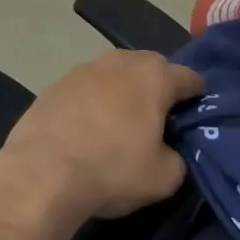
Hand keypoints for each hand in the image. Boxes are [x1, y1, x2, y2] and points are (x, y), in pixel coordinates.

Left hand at [0, 50, 203, 221]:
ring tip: (122, 122)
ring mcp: (85, 68)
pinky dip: (94, 101)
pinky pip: (88, 88)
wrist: (41, 172)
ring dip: (124, 91)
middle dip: (159, 87)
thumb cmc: (111, 170)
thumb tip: (170, 152)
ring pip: (117, 74)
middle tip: (160, 118)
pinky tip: (89, 127)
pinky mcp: (57, 83)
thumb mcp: (163, 178)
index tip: (198, 113)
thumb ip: (178, 158)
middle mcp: (121, 61)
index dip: (198, 95)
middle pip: (152, 67)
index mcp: (154, 76)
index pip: (189, 77)